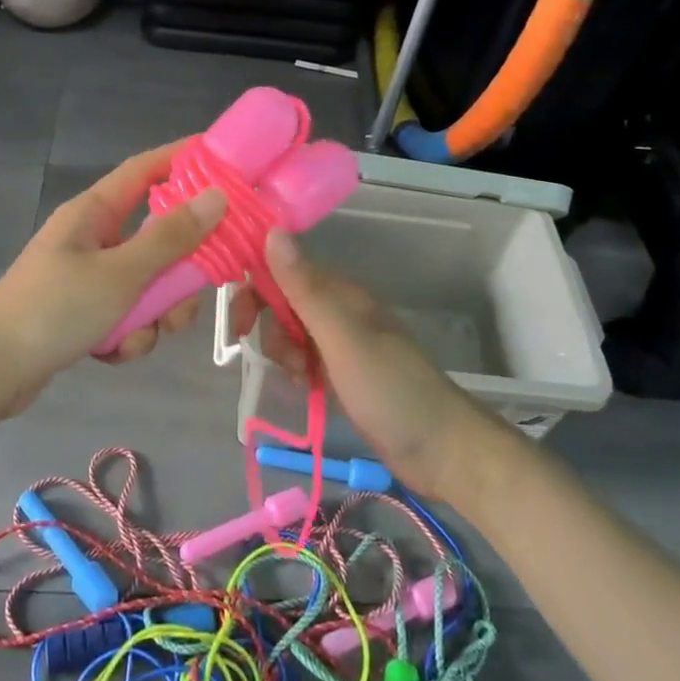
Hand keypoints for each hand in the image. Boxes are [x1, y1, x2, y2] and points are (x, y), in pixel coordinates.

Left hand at [0, 143, 227, 413]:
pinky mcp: (83, 312)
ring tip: (139, 337)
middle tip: (191, 296)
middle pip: (156, 237)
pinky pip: (126, 314)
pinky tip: (112, 353)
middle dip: (178, 272)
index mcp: (94, 212)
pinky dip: (127, 334)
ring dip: (153, 314)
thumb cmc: (55, 309)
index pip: (146, 169)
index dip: (184, 159)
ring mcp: (87, 275)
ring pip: (147, 283)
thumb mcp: (121, 274)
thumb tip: (217, 196)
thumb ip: (171, 238)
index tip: (225, 160)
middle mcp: (92, 237)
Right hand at [235, 229, 494, 498]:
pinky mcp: (342, 371)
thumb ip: (305, 289)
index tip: (239, 323)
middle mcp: (338, 309)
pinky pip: (304, 358)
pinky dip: (298, 370)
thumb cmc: (390, 389)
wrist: (440, 448)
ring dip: (284, 353)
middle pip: (282, 300)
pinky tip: (309, 388)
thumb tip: (273, 231)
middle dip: (269, 326)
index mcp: (340, 292)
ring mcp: (341, 341)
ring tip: (304, 377)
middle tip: (278, 358)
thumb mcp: (342, 337)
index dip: (255, 288)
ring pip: (290, 331)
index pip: (282, 269)